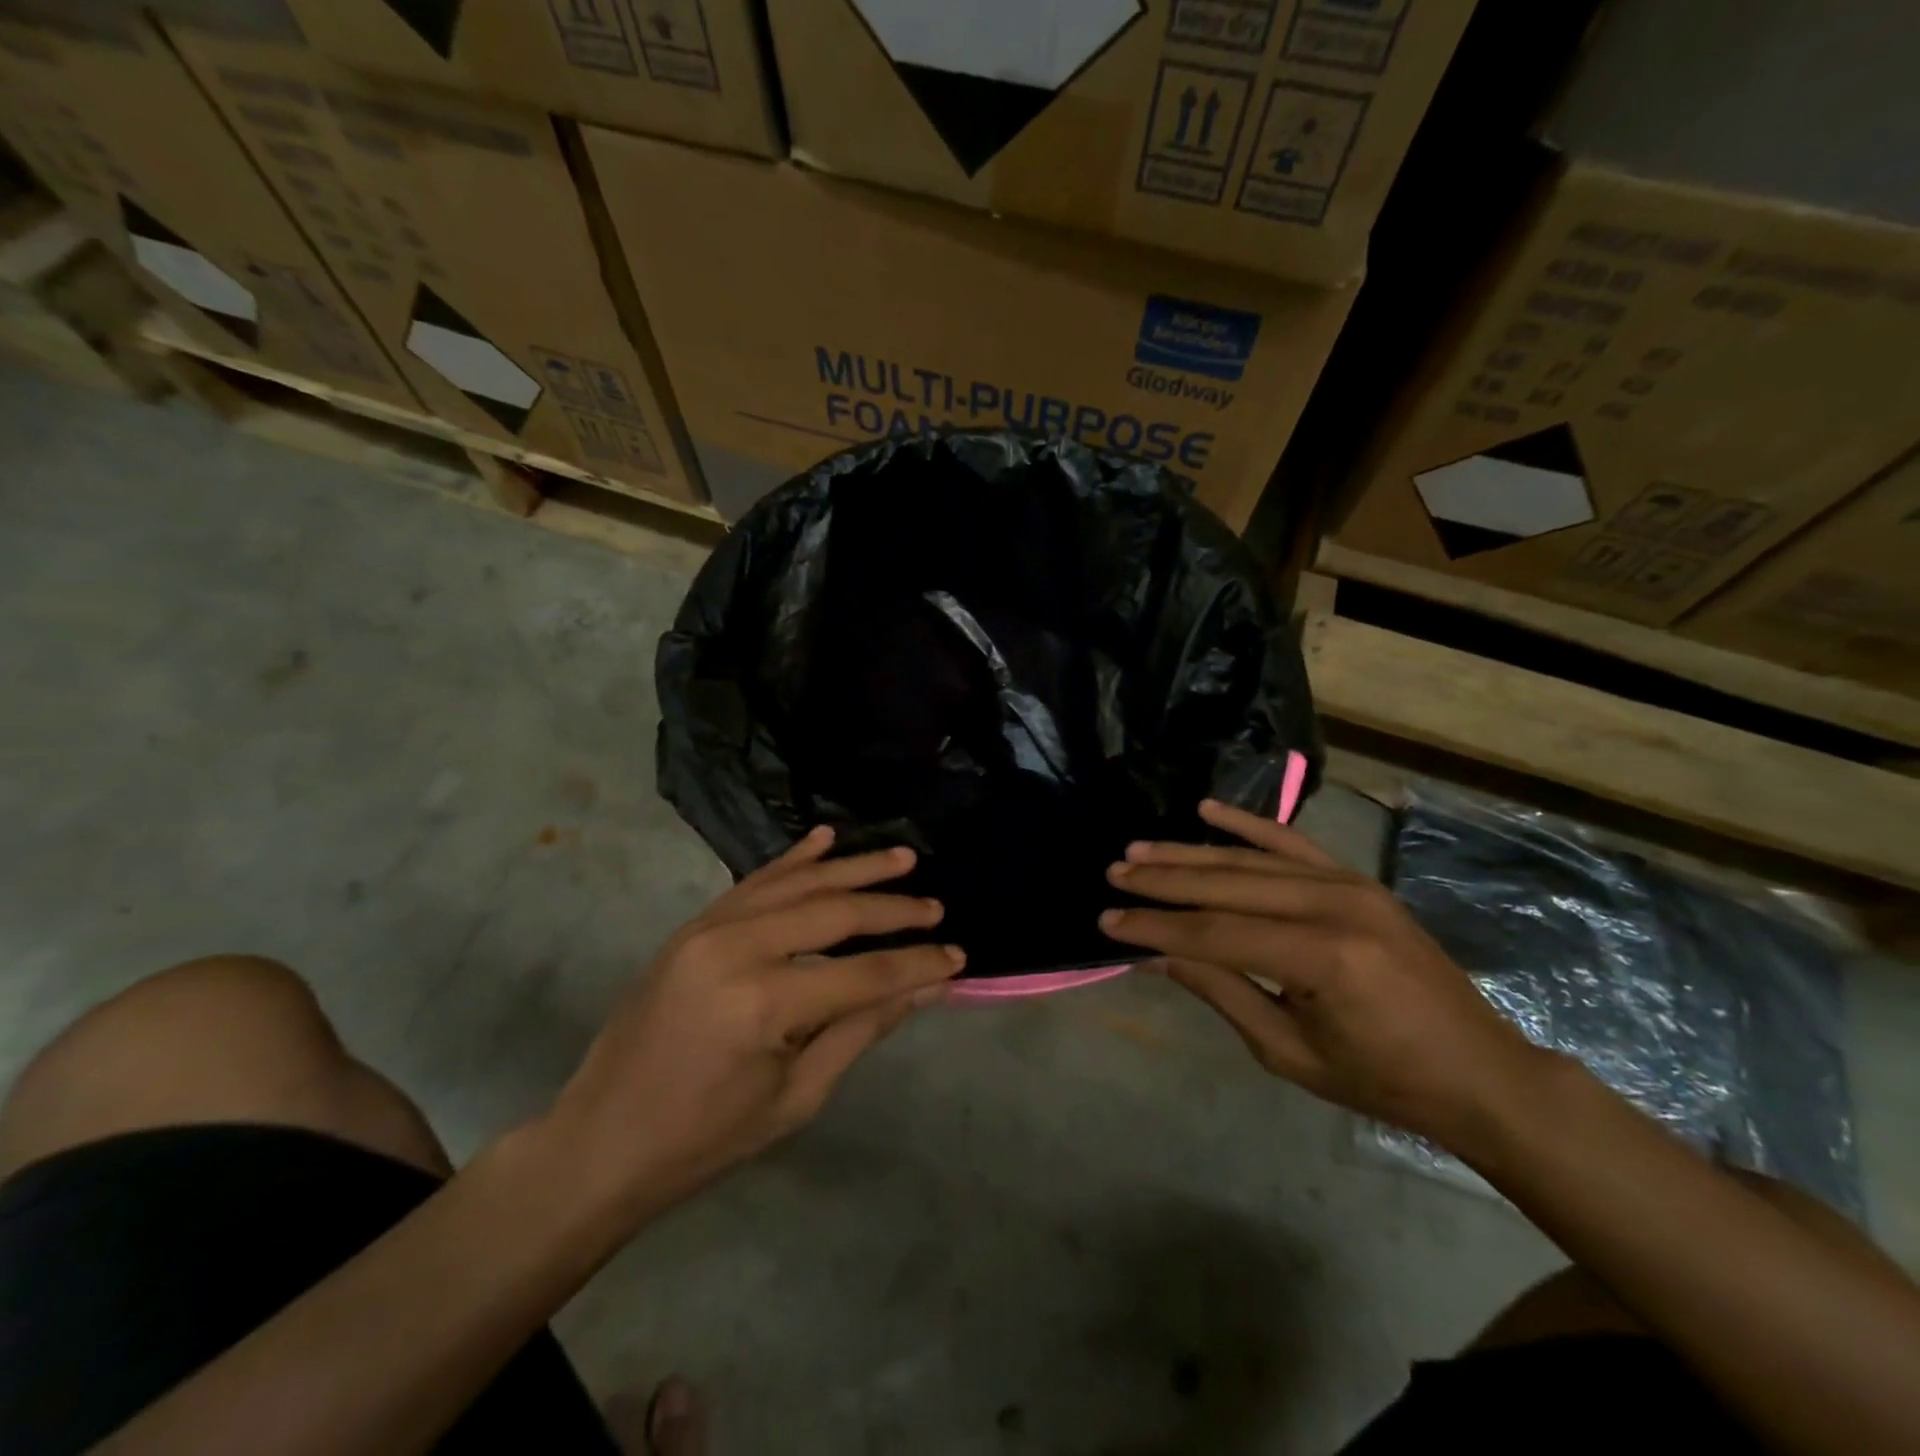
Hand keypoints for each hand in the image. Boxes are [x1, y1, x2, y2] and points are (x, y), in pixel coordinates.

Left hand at [547, 827, 962, 1212]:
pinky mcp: (693, 925)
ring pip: (797, 883)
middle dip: (893, 910)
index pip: (864, 974)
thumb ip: (863, 1029)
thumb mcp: (797, 1097)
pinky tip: (825, 838)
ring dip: (853, 868)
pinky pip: (754, 882)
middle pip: (833, 913)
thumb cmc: (704, 1139)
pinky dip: (793, 859)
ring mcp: (709, 928)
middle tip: (937, 907)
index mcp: (764, 1003)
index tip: (958, 957)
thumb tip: (929, 987)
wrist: (600, 1141)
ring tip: (902, 858)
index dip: (916, 965)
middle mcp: (737, 948)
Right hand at [1100, 800, 1552, 1147]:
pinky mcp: (1357, 879)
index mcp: (1322, 957)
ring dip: (1190, 854)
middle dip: (1164, 881)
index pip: (1215, 934)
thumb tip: (1155, 955)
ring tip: (1139, 849)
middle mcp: (1334, 905)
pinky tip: (1207, 811)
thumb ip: (1220, 991)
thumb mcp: (1288, 1050)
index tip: (1107, 921)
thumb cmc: (1382, 1078)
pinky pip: (1292, 843)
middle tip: (1113, 874)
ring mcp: (1349, 884)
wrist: (1479, 1071)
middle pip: (1227, 886)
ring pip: (1251, 861)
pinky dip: (1247, 825)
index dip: (1156, 929)